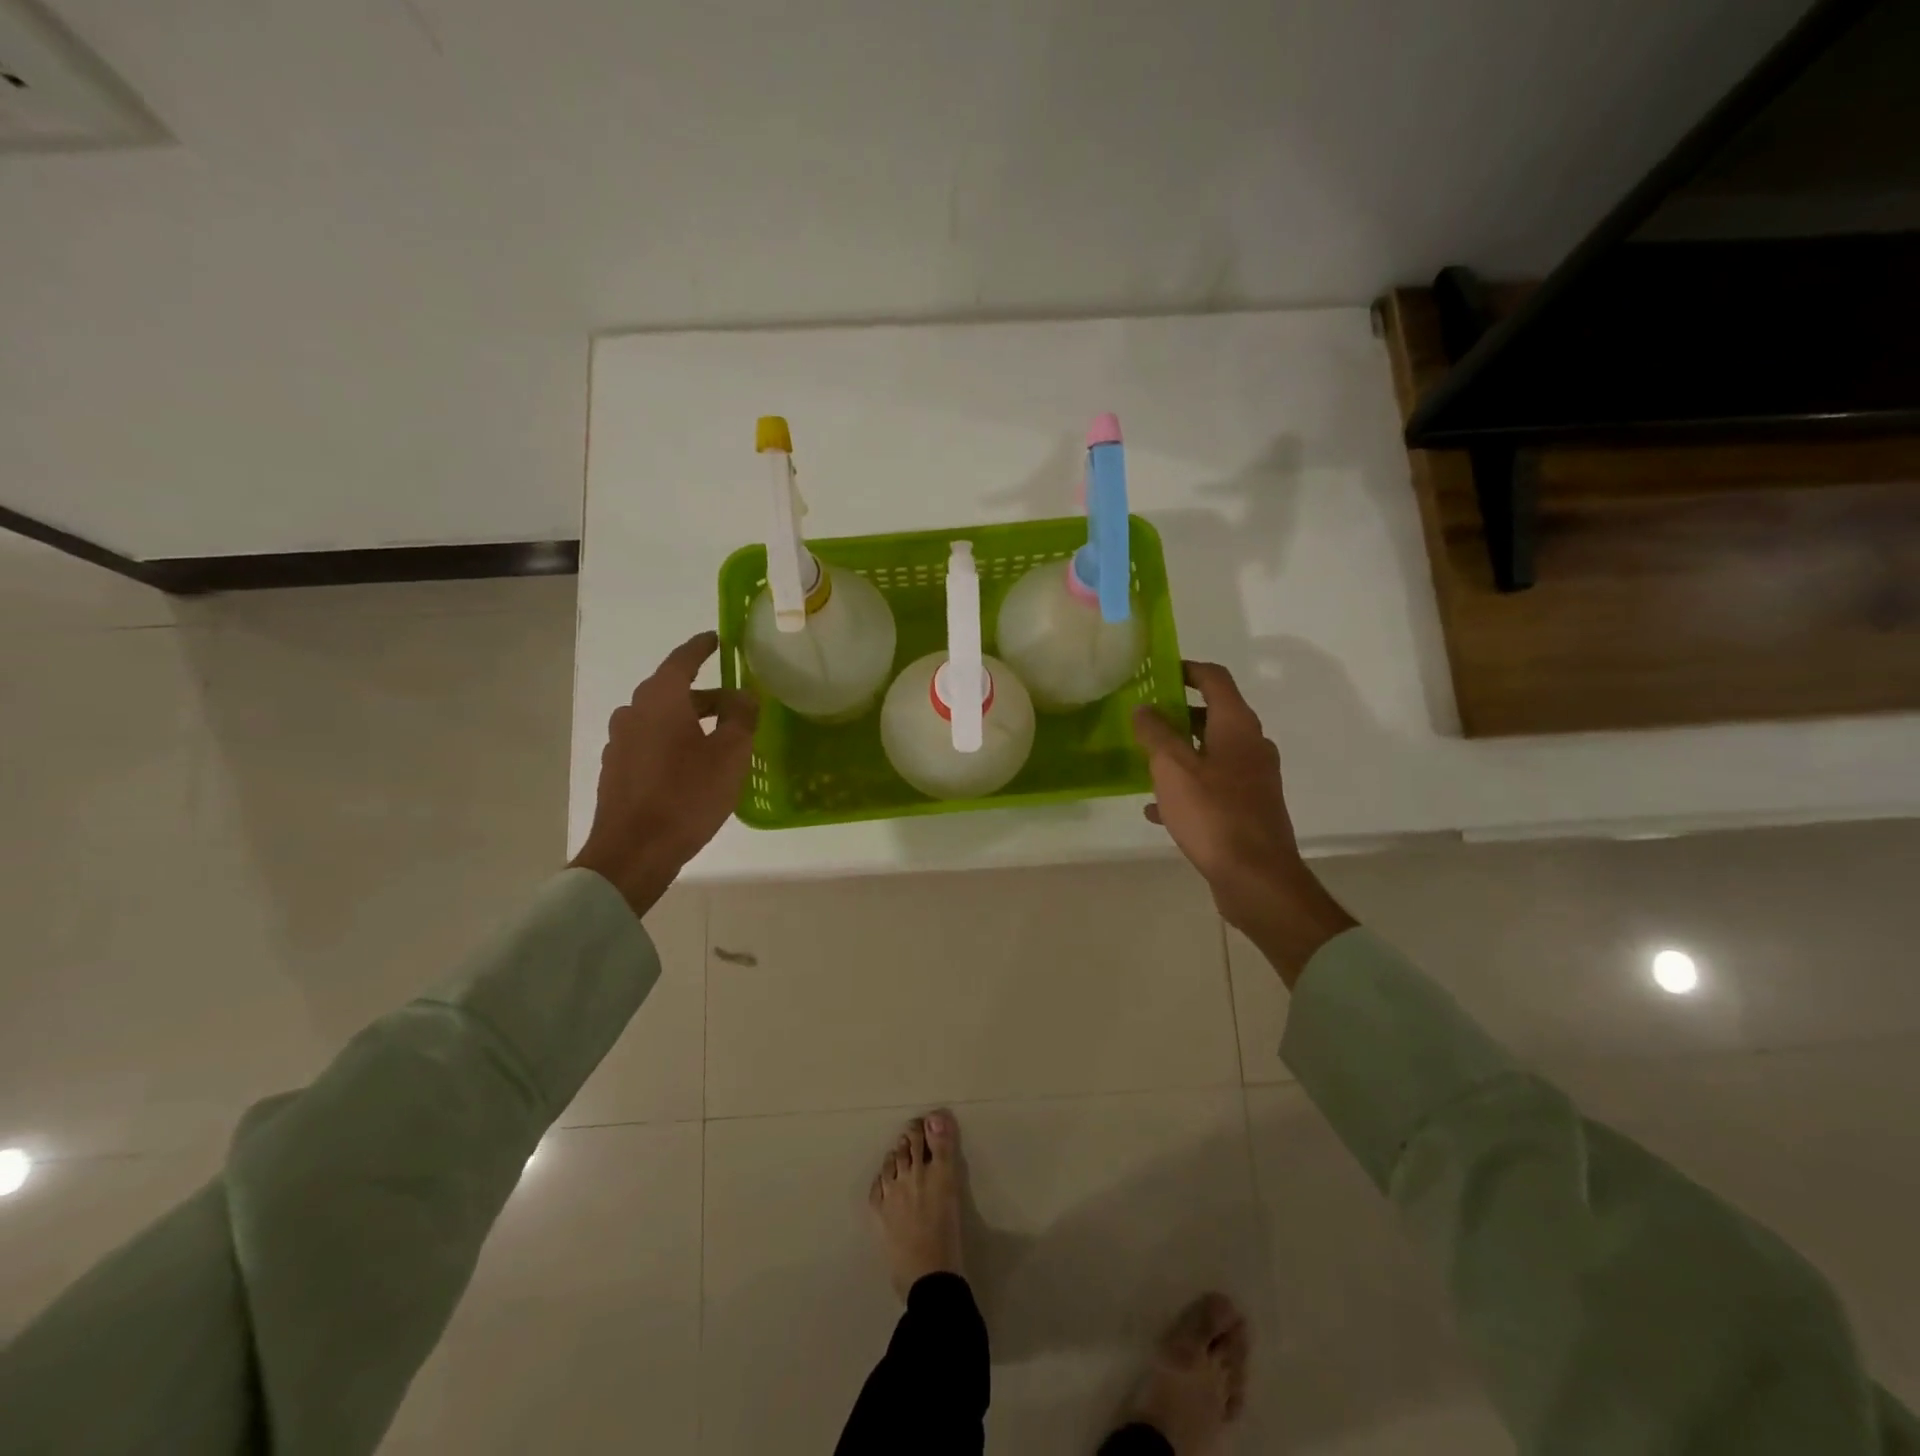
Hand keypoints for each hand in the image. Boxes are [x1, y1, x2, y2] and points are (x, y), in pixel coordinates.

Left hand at [570, 631, 757, 916]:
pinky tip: (692, 766)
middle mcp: (634, 712)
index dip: (701, 647)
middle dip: (704, 694)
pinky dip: (673, 741)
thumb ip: (740, 718)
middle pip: (672, 691)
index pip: (682, 660)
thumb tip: (743, 695)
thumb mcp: (729, 755)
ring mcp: (620, 742)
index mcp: (660, 700)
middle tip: (735, 705)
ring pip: (660, 718)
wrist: (633, 852)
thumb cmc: (686, 796)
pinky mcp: (616, 770)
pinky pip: (650, 742)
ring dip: (688, 720)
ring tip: (718, 739)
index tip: (716, 639)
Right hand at [1132, 661, 1353, 985]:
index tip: (1158, 669)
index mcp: (1237, 727)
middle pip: (1212, 715)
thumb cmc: (1213, 814)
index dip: (1187, 668)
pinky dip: (1187, 786)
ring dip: (1179, 752)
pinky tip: (1157, 808)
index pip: (1215, 679)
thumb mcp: (1172, 768)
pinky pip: (1212, 785)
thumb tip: (1144, 708)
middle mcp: (1251, 746)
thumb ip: (1155, 733)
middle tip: (1143, 718)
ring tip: (1144, 762)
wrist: (1256, 878)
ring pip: (1211, 752)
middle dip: (1177, 713)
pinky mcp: (1249, 808)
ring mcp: (1253, 779)